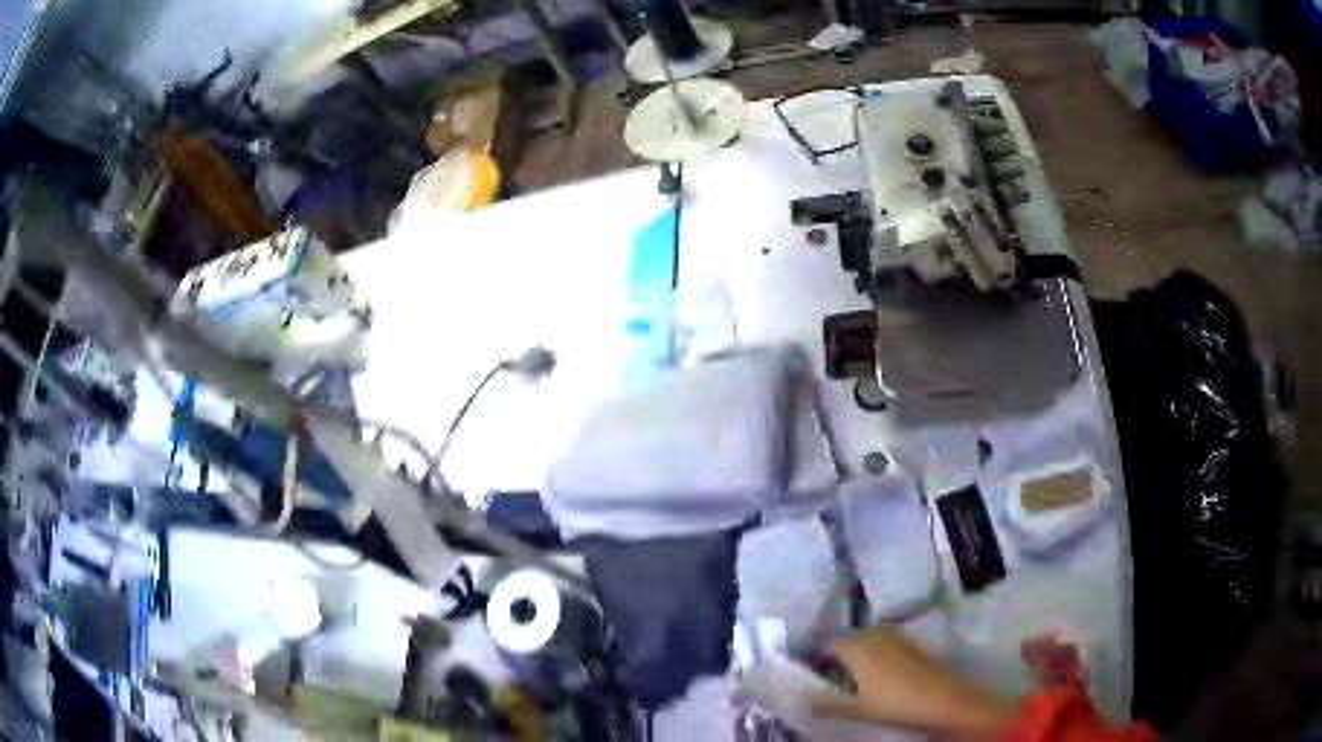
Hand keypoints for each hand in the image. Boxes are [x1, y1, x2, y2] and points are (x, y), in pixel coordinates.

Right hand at [812, 626, 1015, 736]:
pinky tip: (876, 679)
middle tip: (827, 680)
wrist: (942, 701)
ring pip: (866, 642)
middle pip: (846, 640)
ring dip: (855, 657)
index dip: (814, 658)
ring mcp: (896, 637)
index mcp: (855, 644)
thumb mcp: (853, 709)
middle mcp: (874, 633)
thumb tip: (800, 700)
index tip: (808, 675)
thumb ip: (824, 703)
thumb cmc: (893, 703)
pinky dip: (874, 658)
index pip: (825, 643)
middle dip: (835, 657)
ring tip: (850, 681)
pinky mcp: (911, 645)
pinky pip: (883, 646)